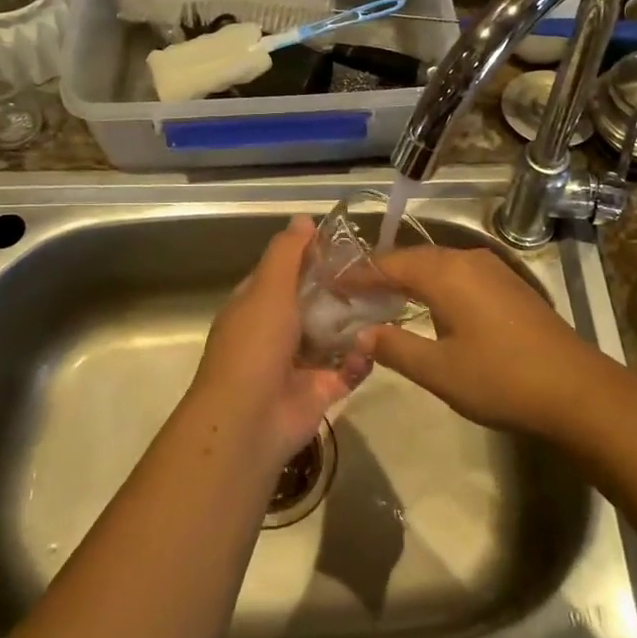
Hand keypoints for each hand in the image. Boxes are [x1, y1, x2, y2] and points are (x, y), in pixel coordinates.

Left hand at [191, 216, 369, 464]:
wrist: (249, 420)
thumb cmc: (255, 344)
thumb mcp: (268, 288)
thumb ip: (287, 253)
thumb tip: (303, 217)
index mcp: (257, 304)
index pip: (285, 271)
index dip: (310, 255)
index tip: (346, 242)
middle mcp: (276, 331)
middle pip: (314, 301)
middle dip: (341, 288)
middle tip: (377, 271)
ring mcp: (299, 363)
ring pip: (334, 335)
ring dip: (356, 322)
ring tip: (387, 301)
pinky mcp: (321, 390)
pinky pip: (348, 368)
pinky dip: (361, 359)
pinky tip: (372, 345)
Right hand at [355, 246, 604, 436]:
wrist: (576, 389)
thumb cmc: (501, 379)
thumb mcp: (439, 371)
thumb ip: (395, 348)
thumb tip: (359, 335)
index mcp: (446, 273)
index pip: (389, 264)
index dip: (357, 275)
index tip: (329, 286)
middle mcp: (467, 260)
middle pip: (412, 259)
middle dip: (380, 273)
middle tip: (350, 293)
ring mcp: (492, 269)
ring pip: (437, 264)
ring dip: (408, 278)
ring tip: (381, 299)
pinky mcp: (508, 284)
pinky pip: (458, 273)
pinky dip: (433, 284)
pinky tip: (427, 306)